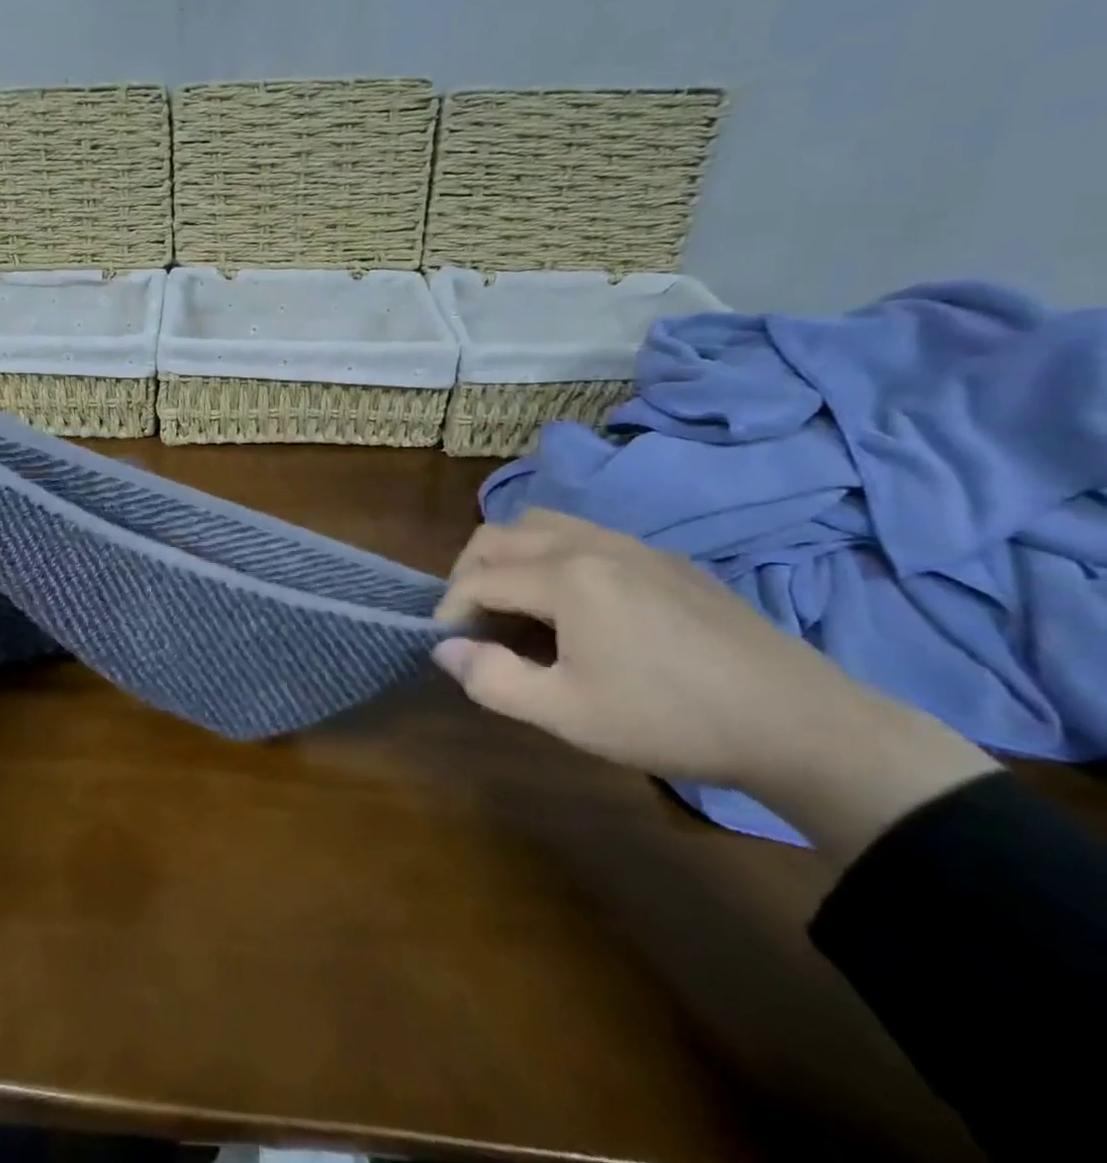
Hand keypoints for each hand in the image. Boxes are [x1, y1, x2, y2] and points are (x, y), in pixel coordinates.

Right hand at [431, 509, 996, 858]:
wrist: (801, 723)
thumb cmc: (671, 719)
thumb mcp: (567, 713)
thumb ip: (492, 679)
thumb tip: (445, 650)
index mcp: (565, 576)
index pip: (478, 577)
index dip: (449, 610)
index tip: (448, 646)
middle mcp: (591, 543)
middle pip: (501, 534)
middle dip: (469, 571)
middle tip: (472, 620)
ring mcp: (633, 544)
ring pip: (543, 522)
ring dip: (510, 555)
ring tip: (515, 603)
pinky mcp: (665, 558)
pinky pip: (585, 533)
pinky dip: (552, 554)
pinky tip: (575, 603)